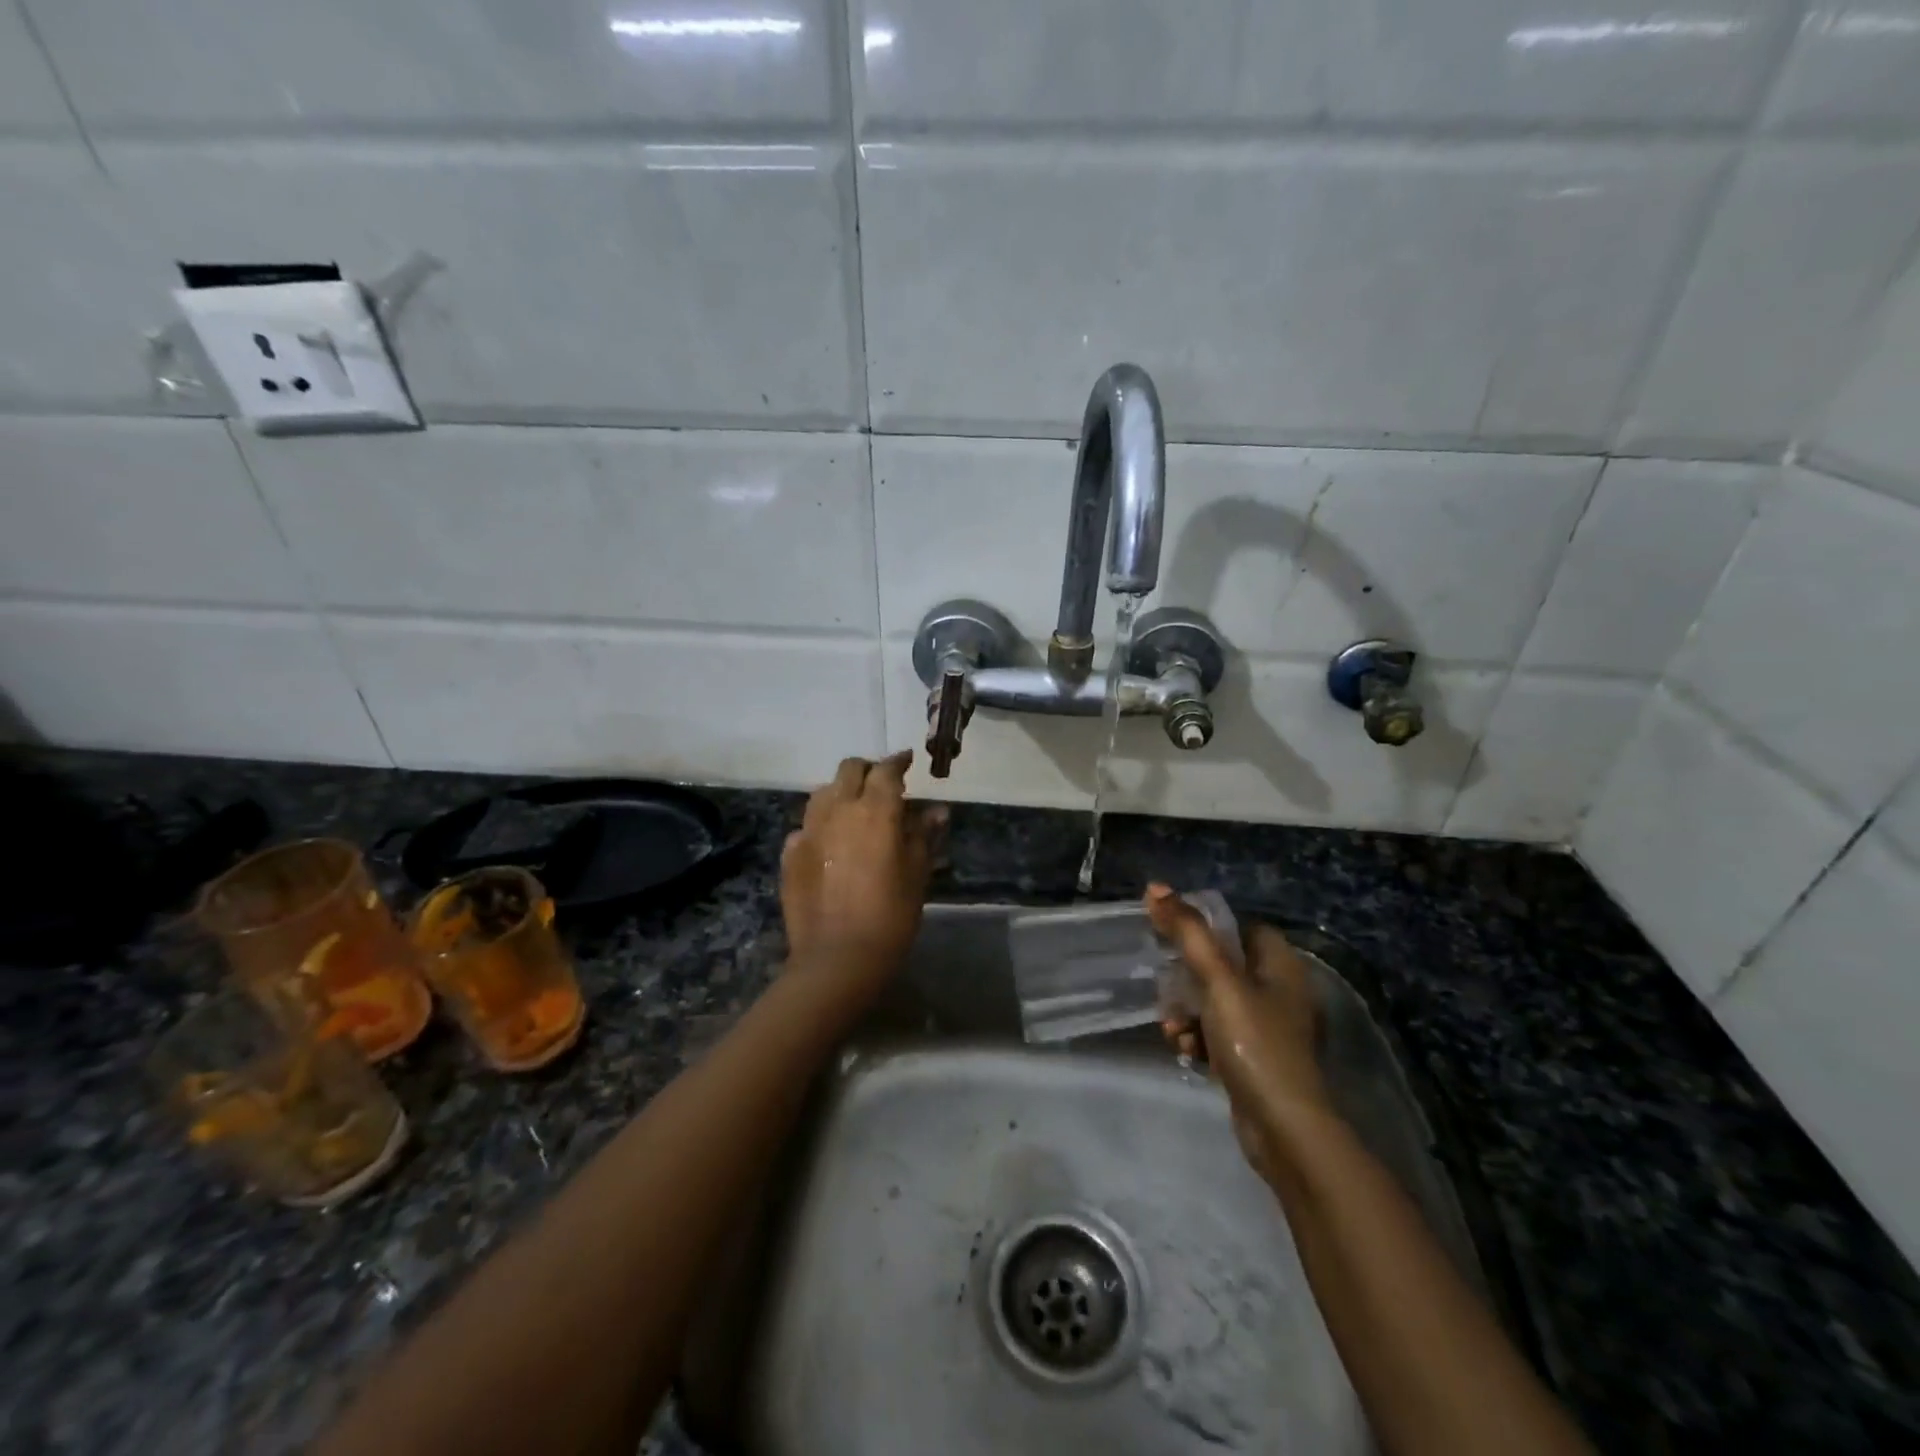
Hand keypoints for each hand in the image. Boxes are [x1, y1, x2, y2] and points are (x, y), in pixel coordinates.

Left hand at [780, 752, 945, 1012]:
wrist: (837, 958)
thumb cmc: (890, 915)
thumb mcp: (917, 874)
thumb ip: (924, 836)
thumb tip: (936, 811)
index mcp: (875, 810)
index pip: (886, 770)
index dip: (898, 762)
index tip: (908, 761)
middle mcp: (838, 809)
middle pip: (849, 770)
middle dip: (867, 770)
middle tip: (882, 784)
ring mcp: (809, 829)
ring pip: (823, 793)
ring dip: (841, 792)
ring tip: (854, 810)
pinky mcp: (789, 853)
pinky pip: (806, 826)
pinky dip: (821, 825)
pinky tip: (830, 843)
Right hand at [1145, 884, 1331, 1183]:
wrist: (1283, 1129)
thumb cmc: (1255, 1043)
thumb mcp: (1218, 981)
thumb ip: (1188, 933)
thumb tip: (1155, 887)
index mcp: (1280, 965)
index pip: (1239, 927)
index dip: (1205, 928)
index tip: (1171, 936)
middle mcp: (1278, 991)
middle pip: (1220, 965)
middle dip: (1185, 979)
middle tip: (1166, 990)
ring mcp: (1267, 1028)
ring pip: (1213, 1001)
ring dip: (1186, 1011)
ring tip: (1174, 1028)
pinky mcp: (1254, 1058)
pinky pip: (1217, 1033)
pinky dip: (1198, 1038)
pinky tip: (1185, 1051)